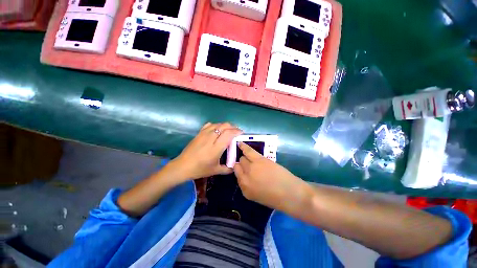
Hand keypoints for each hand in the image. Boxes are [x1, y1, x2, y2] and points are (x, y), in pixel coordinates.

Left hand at [172, 122, 241, 179]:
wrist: (183, 166)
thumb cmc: (200, 169)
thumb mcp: (215, 170)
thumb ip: (227, 169)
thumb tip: (235, 167)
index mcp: (216, 147)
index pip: (229, 134)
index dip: (236, 131)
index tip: (241, 133)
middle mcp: (211, 138)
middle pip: (224, 126)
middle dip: (233, 127)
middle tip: (236, 131)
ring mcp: (204, 134)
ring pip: (217, 124)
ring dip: (225, 125)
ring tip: (229, 130)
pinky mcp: (199, 133)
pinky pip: (209, 125)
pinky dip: (216, 125)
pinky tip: (217, 129)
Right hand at [234, 142, 305, 210]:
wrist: (291, 194)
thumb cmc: (277, 197)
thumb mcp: (258, 195)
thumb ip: (249, 185)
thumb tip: (246, 174)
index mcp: (244, 189)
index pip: (236, 175)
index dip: (240, 170)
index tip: (242, 168)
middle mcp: (244, 179)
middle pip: (238, 166)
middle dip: (242, 164)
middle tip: (249, 163)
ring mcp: (251, 168)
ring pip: (242, 158)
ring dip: (244, 157)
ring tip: (244, 152)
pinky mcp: (259, 160)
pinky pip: (248, 151)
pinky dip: (243, 146)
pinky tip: (240, 143)